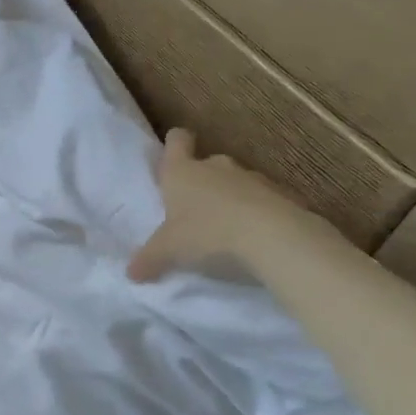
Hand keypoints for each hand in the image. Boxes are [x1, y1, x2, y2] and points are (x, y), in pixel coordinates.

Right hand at [127, 129, 324, 282]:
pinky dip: (260, 214)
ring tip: (228, 230)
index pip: (177, 140)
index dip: (175, 144)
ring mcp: (253, 178)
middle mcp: (216, 167)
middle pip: (207, 163)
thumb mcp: (169, 252)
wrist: (276, 239)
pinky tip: (258, 239)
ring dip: (232, 199)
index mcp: (182, 172)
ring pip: (237, 182)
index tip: (174, 157)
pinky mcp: (284, 195)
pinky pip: (266, 201)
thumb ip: (149, 259)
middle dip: (202, 183)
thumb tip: (131, 273)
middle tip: (195, 211)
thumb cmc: (208, 234)